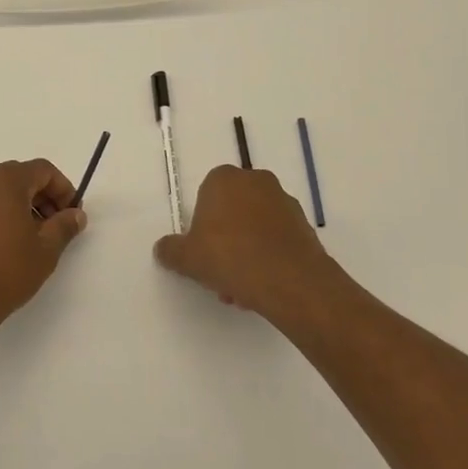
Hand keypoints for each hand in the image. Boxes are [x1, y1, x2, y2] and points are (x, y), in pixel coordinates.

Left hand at [0, 160, 86, 338]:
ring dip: (21, 206)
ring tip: (32, 238)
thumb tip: (75, 214)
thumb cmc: (5, 271)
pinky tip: (6, 244)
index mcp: (4, 179)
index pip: (43, 170)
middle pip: (19, 177)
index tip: (72, 214)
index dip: (63, 189)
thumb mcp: (46, 250)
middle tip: (55, 226)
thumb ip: (64, 225)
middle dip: (42, 197)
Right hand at [153, 166, 347, 330]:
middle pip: (232, 212)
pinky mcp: (305, 226)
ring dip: (246, 252)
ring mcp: (285, 202)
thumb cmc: (231, 257)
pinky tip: (263, 285)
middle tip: (220, 273)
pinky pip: (277, 239)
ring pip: (255, 228)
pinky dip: (269, 257)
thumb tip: (162, 249)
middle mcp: (256, 182)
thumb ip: (171, 251)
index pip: (206, 196)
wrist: (291, 281)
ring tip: (242, 289)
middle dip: (225, 242)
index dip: (201, 226)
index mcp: (224, 179)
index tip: (202, 252)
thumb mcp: (188, 258)